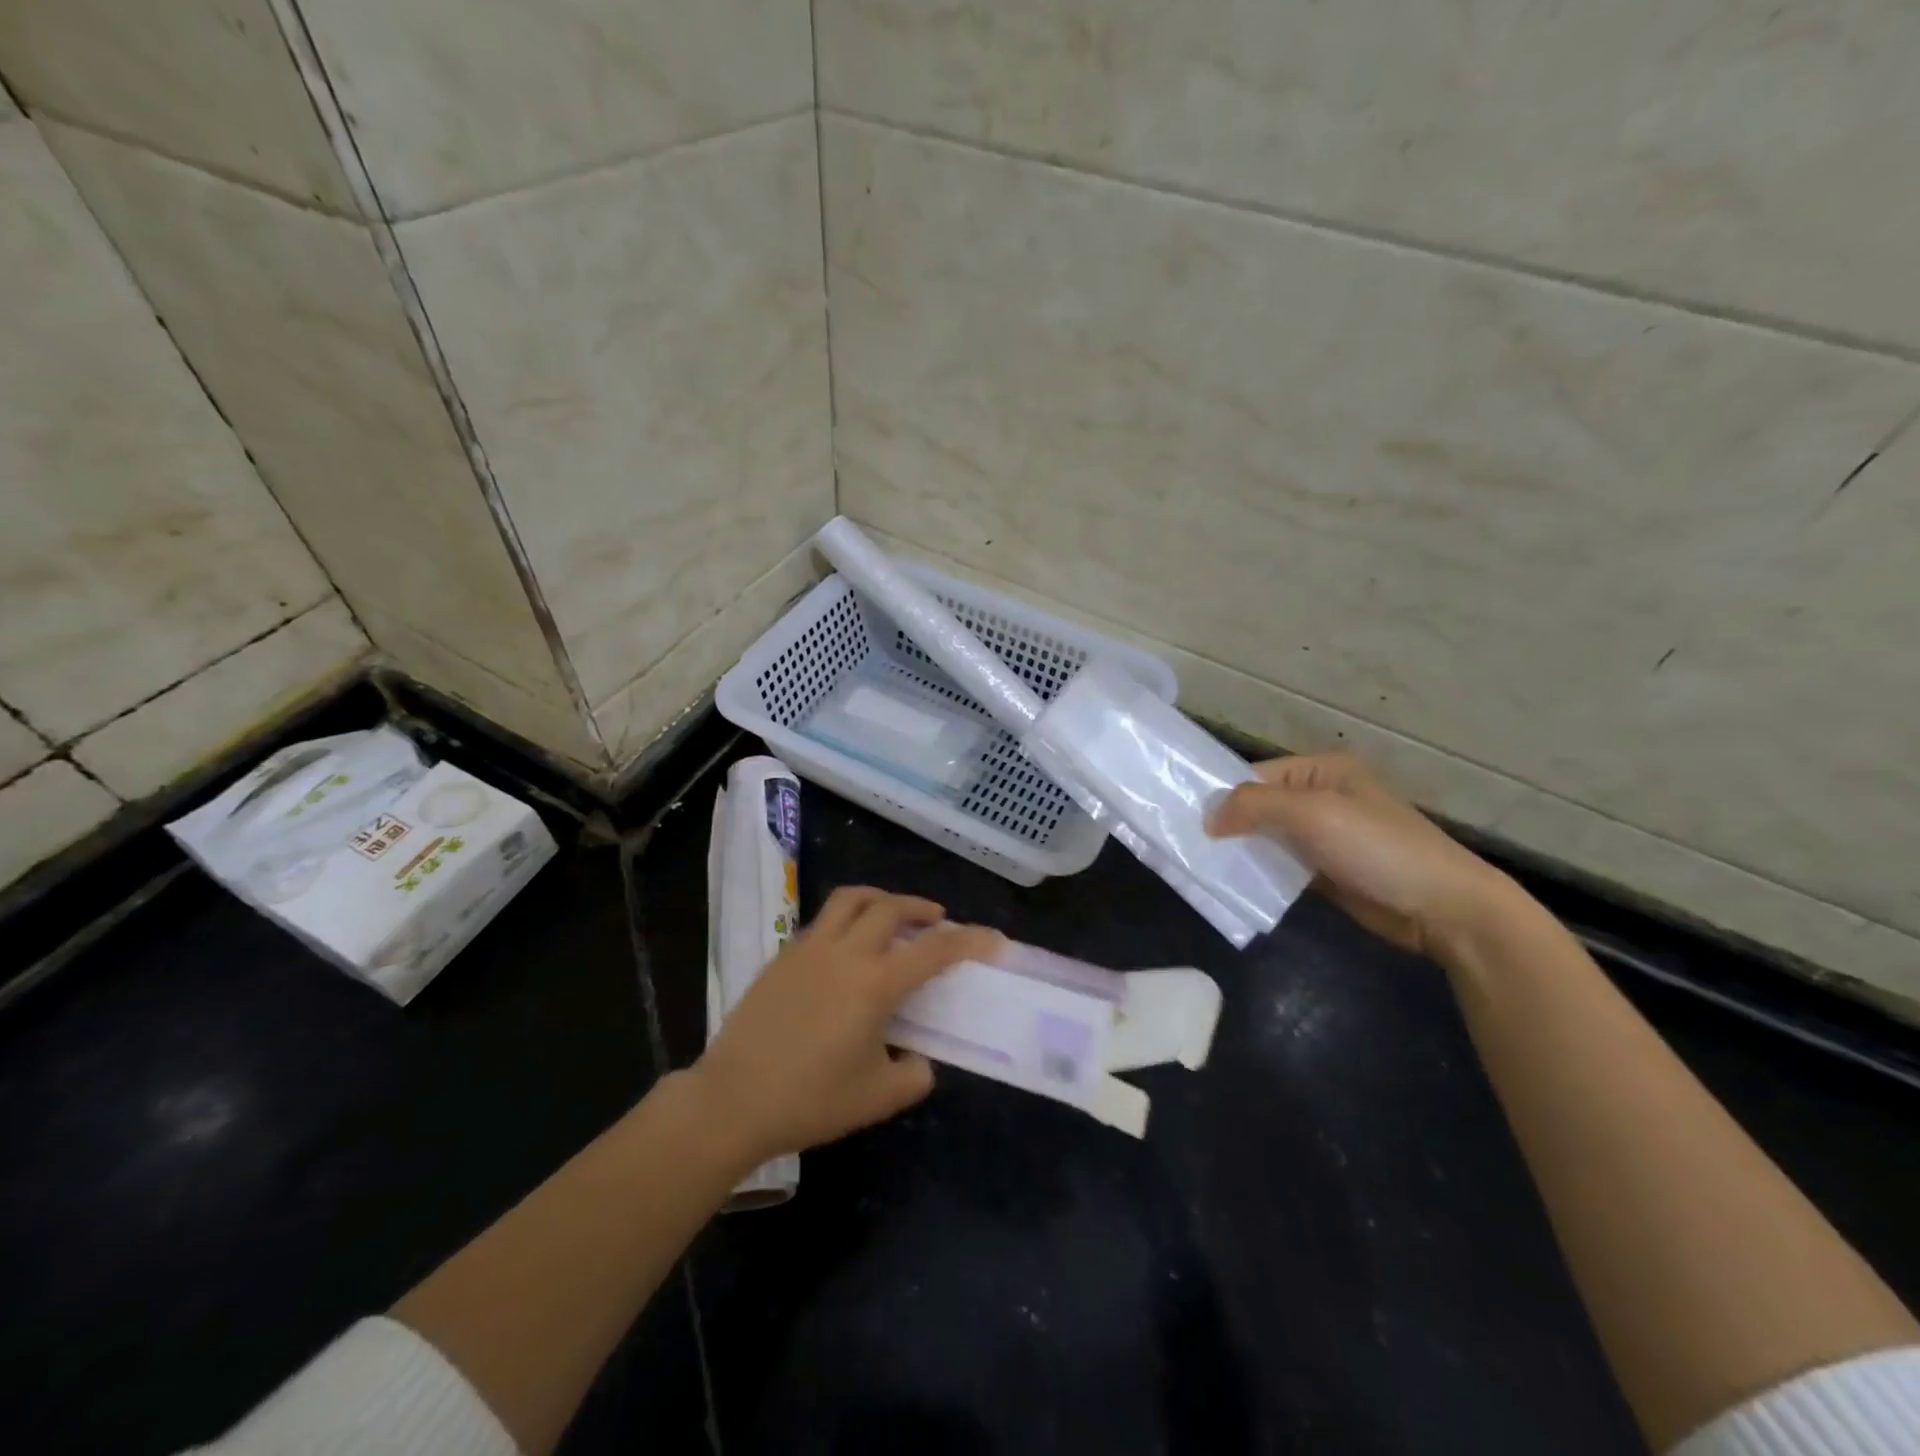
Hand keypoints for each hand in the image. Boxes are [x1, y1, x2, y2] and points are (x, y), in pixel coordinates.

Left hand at [691, 887, 1002, 1165]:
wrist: (732, 1100)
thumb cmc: (810, 1100)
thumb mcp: (877, 1098)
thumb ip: (914, 1076)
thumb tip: (918, 1059)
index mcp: (875, 983)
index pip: (934, 950)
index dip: (969, 941)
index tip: (992, 939)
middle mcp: (846, 953)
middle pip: (890, 907)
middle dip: (921, 907)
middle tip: (937, 920)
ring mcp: (809, 948)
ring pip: (850, 899)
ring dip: (880, 898)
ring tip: (892, 913)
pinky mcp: (782, 956)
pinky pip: (823, 920)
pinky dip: (847, 918)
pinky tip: (847, 946)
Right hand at [1208, 753, 1521, 959]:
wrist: (1443, 908)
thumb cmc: (1378, 848)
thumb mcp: (1312, 814)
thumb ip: (1254, 806)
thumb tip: (1208, 818)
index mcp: (1320, 771)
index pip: (1255, 775)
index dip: (1221, 795)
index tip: (1183, 818)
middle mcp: (1319, 798)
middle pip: (1257, 806)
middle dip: (1225, 824)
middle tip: (1183, 844)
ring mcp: (1323, 836)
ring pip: (1265, 838)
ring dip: (1239, 850)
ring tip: (1198, 865)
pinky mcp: (1324, 871)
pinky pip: (1279, 865)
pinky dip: (1257, 872)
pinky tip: (1230, 882)